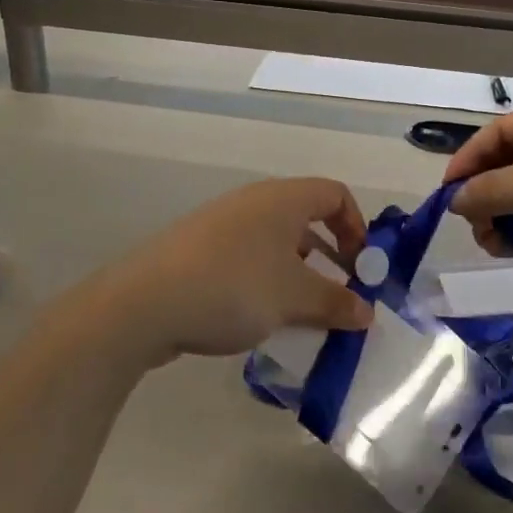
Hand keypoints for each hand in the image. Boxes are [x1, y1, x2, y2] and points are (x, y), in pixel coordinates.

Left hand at [84, 179, 373, 365]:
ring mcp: (221, 225)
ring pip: (275, 243)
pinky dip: (266, 282)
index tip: (362, 267)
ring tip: (304, 314)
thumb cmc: (235, 287)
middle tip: (340, 294)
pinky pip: (247, 259)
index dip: (357, 226)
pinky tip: (262, 318)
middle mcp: (253, 203)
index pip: (334, 193)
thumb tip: (367, 312)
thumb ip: (337, 303)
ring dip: (298, 274)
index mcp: (282, 199)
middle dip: (330, 256)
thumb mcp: (295, 298)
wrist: (146, 303)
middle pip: (305, 219)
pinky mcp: (198, 251)